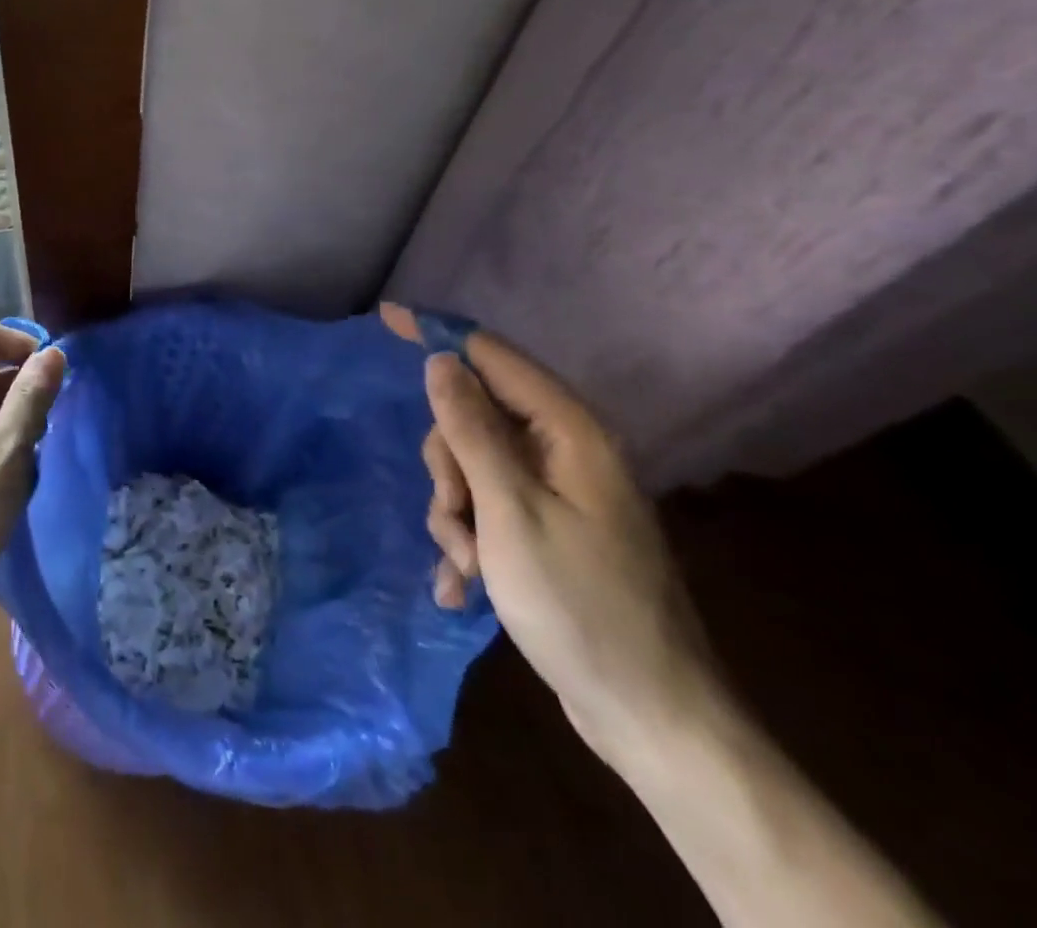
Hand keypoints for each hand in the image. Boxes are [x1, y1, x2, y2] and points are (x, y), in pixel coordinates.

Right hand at [421, 331, 723, 762]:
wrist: (650, 718)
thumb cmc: (578, 605)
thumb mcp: (509, 510)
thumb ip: (471, 429)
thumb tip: (441, 360)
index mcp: (569, 432)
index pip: (491, 356)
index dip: (439, 335)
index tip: (386, 319)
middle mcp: (565, 451)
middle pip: (474, 417)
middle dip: (448, 466)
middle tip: (455, 516)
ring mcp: (557, 493)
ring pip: (473, 466)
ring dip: (456, 513)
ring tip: (468, 567)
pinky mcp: (547, 530)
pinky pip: (488, 508)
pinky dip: (470, 541)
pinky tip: (463, 590)